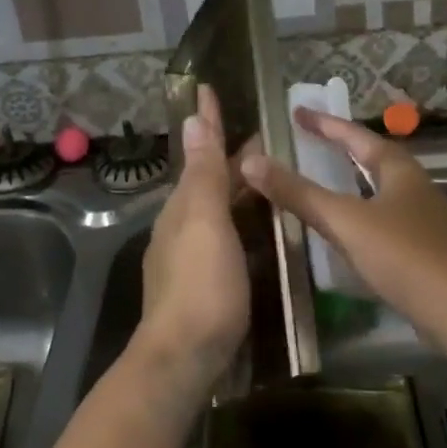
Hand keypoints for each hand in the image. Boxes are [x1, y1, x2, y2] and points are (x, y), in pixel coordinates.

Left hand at [132, 86, 250, 410]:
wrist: (183, 357)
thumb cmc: (201, 286)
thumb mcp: (205, 224)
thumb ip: (203, 174)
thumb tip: (192, 121)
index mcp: (183, 206)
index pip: (199, 152)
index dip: (207, 122)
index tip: (208, 89)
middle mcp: (180, 225)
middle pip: (208, 180)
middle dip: (229, 155)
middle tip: (263, 137)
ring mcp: (188, 256)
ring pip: (215, 208)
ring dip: (236, 188)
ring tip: (266, 176)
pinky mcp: (201, 282)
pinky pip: (222, 235)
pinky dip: (238, 219)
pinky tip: (256, 229)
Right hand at [241, 108, 446, 348]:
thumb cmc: (400, 254)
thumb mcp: (343, 220)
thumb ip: (298, 193)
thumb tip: (251, 160)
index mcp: (399, 170)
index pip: (356, 136)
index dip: (325, 123)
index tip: (298, 112)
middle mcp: (415, 186)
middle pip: (373, 158)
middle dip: (342, 148)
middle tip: (310, 141)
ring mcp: (423, 218)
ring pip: (380, 189)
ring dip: (352, 181)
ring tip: (324, 180)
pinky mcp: (424, 248)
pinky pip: (384, 217)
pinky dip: (360, 212)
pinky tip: (347, 229)